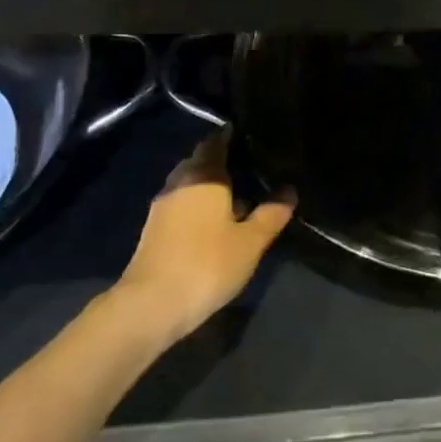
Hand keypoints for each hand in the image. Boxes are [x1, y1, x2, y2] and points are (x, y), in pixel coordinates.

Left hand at [115, 131, 294, 341]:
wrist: (151, 305)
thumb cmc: (207, 264)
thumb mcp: (250, 241)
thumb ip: (271, 214)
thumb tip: (289, 190)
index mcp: (204, 175)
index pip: (216, 142)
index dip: (232, 136)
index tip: (251, 136)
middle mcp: (179, 182)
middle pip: (200, 161)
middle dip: (221, 161)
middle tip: (250, 167)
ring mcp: (162, 207)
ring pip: (189, 184)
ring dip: (209, 186)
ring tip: (238, 196)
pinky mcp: (153, 230)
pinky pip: (181, 204)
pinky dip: (198, 205)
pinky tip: (215, 222)